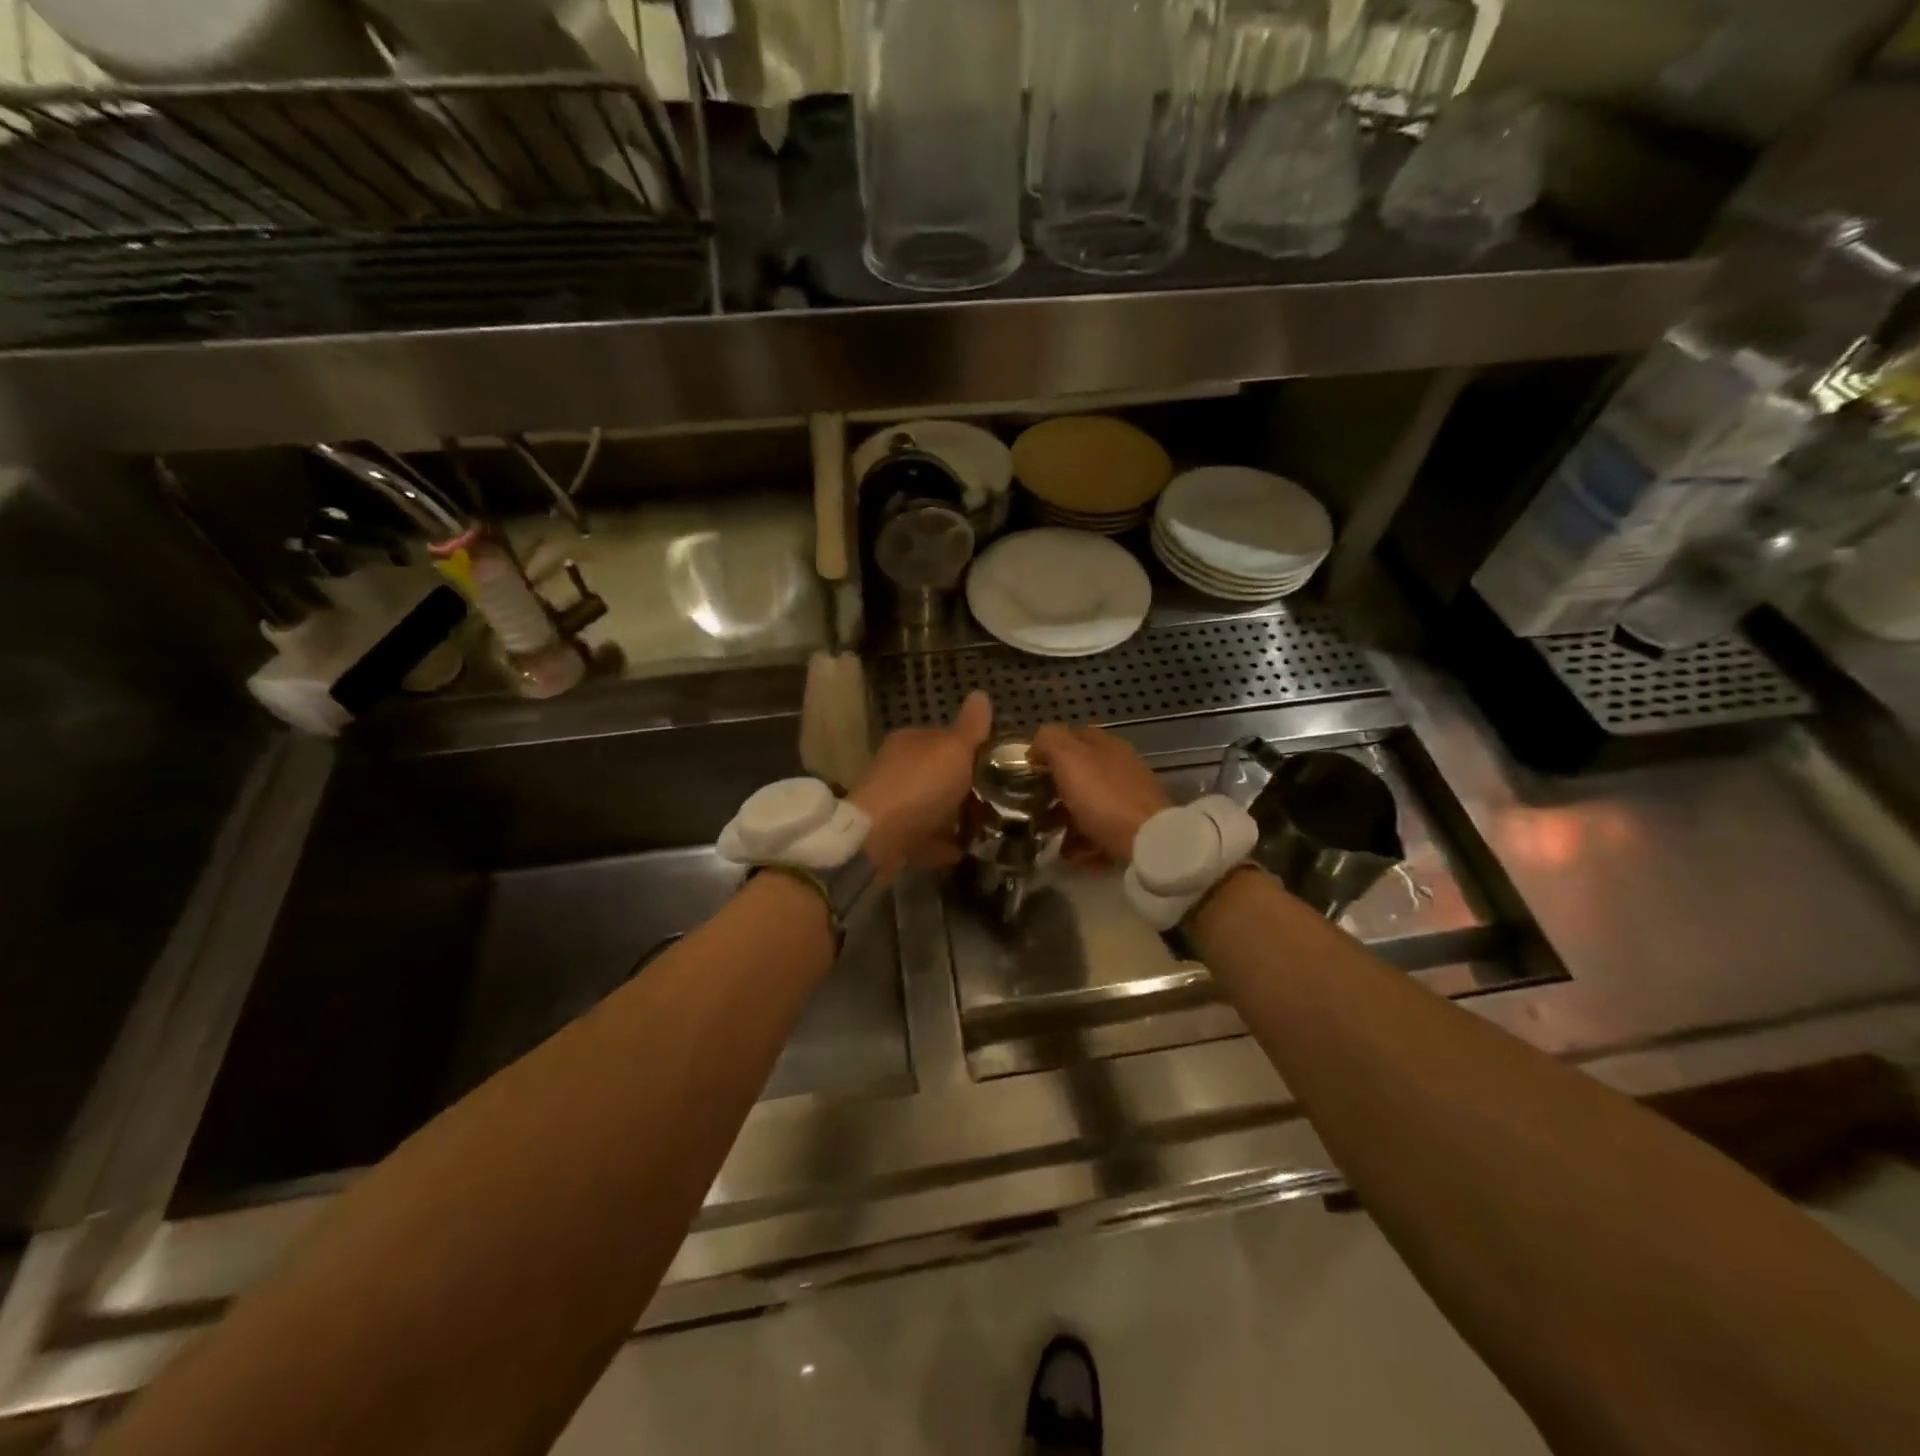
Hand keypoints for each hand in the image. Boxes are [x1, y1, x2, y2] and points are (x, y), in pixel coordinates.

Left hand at [850, 691, 992, 877]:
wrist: (878, 838)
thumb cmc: (921, 786)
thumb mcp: (954, 749)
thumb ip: (971, 727)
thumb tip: (980, 694)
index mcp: (911, 741)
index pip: (945, 738)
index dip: (972, 750)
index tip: (998, 766)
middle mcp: (899, 768)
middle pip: (940, 774)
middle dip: (966, 787)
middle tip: (998, 800)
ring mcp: (893, 803)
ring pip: (933, 807)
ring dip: (956, 816)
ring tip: (986, 828)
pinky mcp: (892, 835)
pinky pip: (925, 837)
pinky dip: (942, 843)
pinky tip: (963, 851)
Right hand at [1031, 724, 1169, 863]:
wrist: (1148, 840)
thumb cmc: (1103, 796)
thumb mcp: (1069, 758)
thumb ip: (1049, 741)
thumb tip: (1037, 744)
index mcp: (1105, 746)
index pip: (1072, 737)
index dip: (1048, 749)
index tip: (1027, 770)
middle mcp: (1120, 767)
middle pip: (1080, 773)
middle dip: (1054, 790)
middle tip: (1032, 807)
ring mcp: (1129, 798)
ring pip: (1089, 804)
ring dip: (1066, 820)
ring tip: (1047, 837)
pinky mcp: (1135, 827)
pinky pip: (1102, 832)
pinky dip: (1084, 842)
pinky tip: (1072, 856)